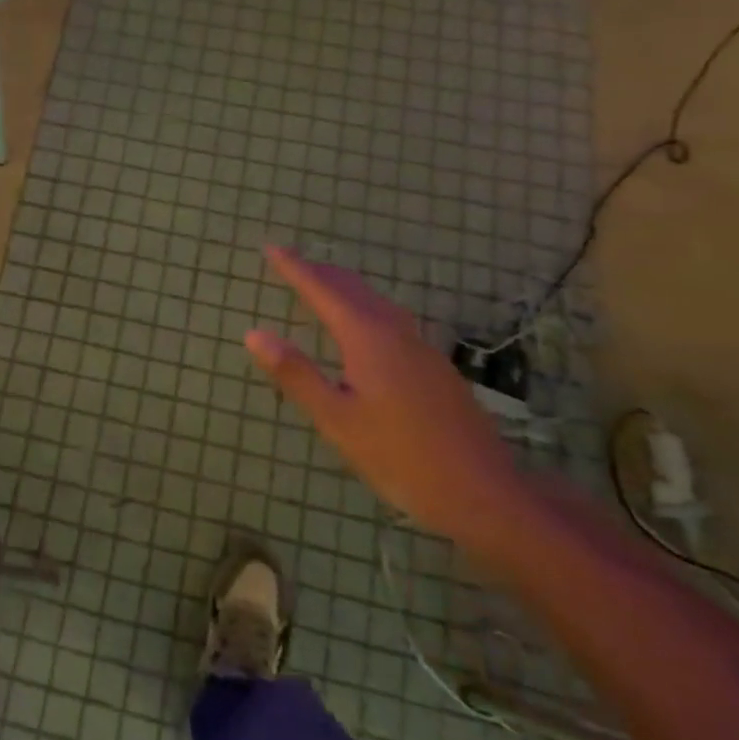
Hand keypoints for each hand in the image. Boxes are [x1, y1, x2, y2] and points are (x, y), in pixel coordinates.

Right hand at [244, 247, 528, 542]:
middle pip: (353, 289)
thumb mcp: (336, 419)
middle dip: (320, 273)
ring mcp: (422, 349)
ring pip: (376, 303)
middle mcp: (396, 333)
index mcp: (367, 338)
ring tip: (322, 286)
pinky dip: (365, 308)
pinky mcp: (435, 368)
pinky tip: (365, 328)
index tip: (271, 247)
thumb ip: (296, 374)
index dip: (295, 268)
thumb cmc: (400, 457)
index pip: (322, 291)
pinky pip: (391, 320)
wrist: (484, 492)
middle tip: (291, 262)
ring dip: (345, 289)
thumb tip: (254, 334)